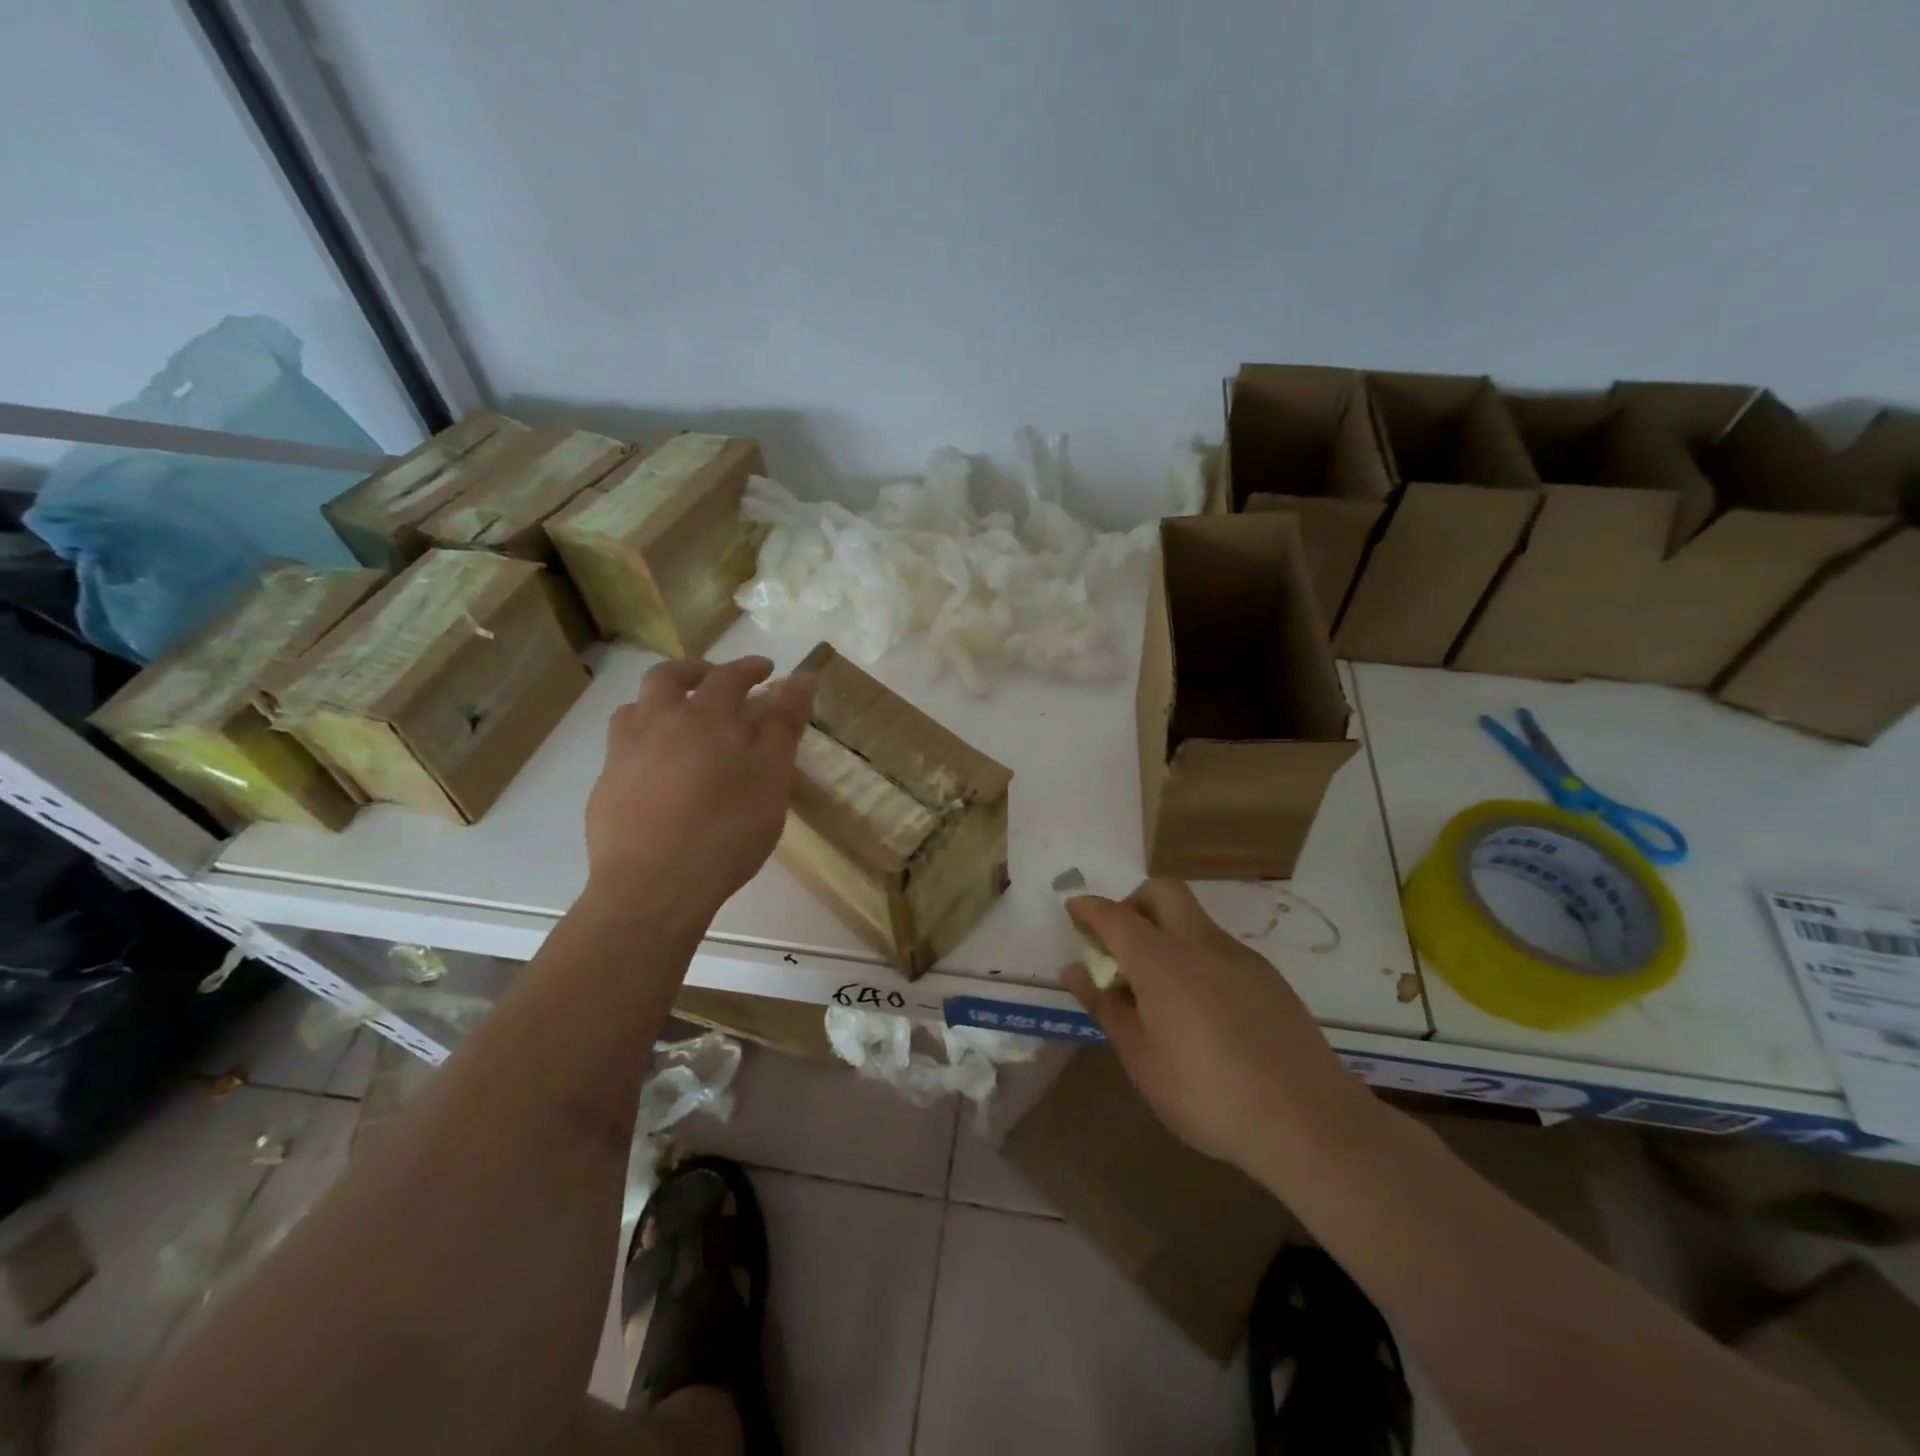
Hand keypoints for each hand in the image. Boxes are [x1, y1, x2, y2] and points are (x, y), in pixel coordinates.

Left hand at [584, 655, 814, 923]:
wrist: (654, 886)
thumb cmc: (727, 828)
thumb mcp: (772, 776)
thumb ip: (785, 724)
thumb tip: (802, 677)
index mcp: (704, 716)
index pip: (730, 675)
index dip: (750, 668)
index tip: (767, 670)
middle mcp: (657, 723)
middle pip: (668, 677)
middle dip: (695, 671)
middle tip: (716, 682)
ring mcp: (624, 754)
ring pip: (636, 708)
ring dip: (660, 703)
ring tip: (680, 721)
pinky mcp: (605, 787)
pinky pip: (622, 748)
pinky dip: (644, 743)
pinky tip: (657, 772)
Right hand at [1063, 881, 1372, 1172]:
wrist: (1309, 1122)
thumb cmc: (1208, 1096)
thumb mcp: (1142, 1060)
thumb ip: (1107, 1007)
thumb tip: (1075, 970)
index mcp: (1162, 962)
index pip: (1115, 916)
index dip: (1089, 909)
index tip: (1073, 911)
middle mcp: (1201, 944)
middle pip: (1162, 892)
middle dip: (1133, 903)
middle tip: (1121, 945)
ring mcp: (1240, 957)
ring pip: (1194, 919)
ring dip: (1166, 931)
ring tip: (1159, 989)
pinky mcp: (1269, 977)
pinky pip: (1219, 948)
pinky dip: (1196, 956)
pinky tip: (1202, 1010)